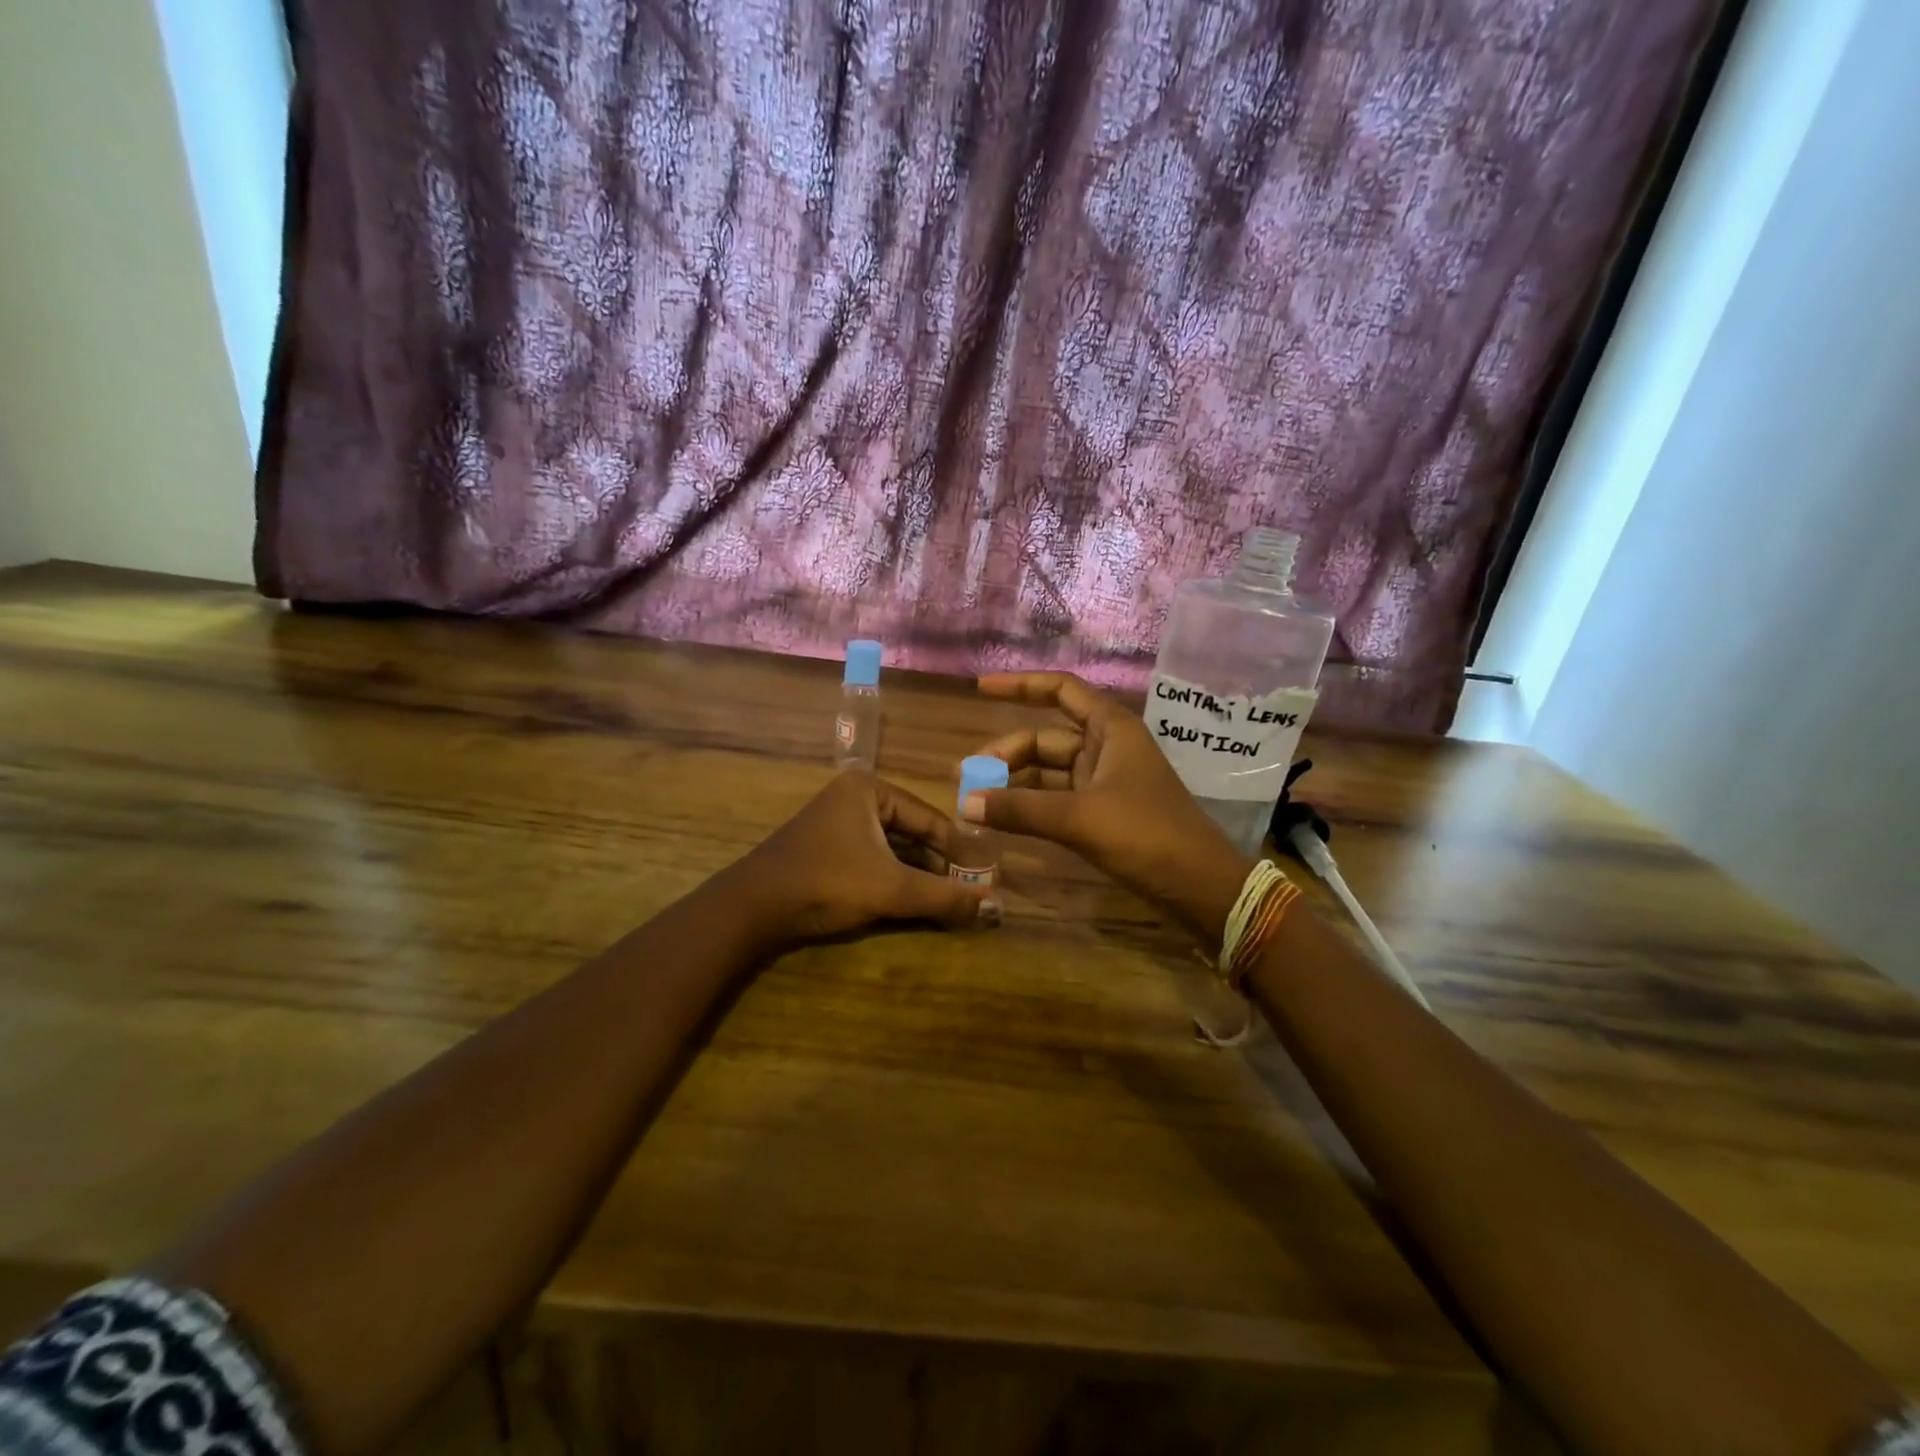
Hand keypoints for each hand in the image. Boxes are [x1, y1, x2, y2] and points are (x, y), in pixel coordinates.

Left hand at [723, 770, 998, 948]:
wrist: (751, 909)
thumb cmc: (826, 884)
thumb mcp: (892, 889)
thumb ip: (944, 897)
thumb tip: (997, 907)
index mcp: (870, 789)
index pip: (931, 819)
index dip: (961, 852)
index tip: (988, 877)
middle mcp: (855, 798)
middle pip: (913, 832)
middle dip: (940, 865)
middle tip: (972, 892)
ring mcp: (837, 823)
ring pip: (893, 848)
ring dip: (919, 874)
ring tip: (950, 900)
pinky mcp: (826, 849)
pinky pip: (873, 858)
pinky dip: (895, 879)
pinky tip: (915, 901)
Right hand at [966, 673, 1250, 941]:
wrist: (1200, 887)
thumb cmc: (1146, 836)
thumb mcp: (1079, 818)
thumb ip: (1019, 809)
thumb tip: (965, 804)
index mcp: (1111, 729)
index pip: (1060, 690)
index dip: (1020, 685)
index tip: (979, 689)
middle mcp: (1108, 747)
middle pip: (1046, 738)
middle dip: (1006, 754)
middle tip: (966, 777)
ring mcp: (1106, 781)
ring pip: (1050, 771)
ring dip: (1015, 782)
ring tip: (975, 799)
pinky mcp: (1105, 812)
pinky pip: (1058, 798)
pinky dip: (1031, 805)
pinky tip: (1004, 817)